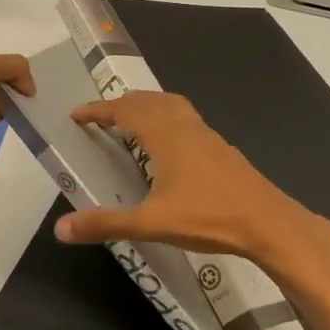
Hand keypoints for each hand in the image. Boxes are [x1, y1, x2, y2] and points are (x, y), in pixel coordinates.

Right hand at [54, 92, 326, 267]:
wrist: (268, 222)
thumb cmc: (208, 217)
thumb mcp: (151, 223)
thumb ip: (106, 223)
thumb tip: (61, 229)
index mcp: (164, 135)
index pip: (123, 110)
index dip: (97, 110)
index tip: (76, 115)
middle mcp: (184, 126)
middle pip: (147, 101)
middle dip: (121, 104)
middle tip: (100, 118)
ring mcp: (206, 134)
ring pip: (171, 105)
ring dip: (147, 106)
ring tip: (131, 121)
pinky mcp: (221, 147)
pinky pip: (186, 119)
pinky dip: (167, 119)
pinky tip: (169, 146)